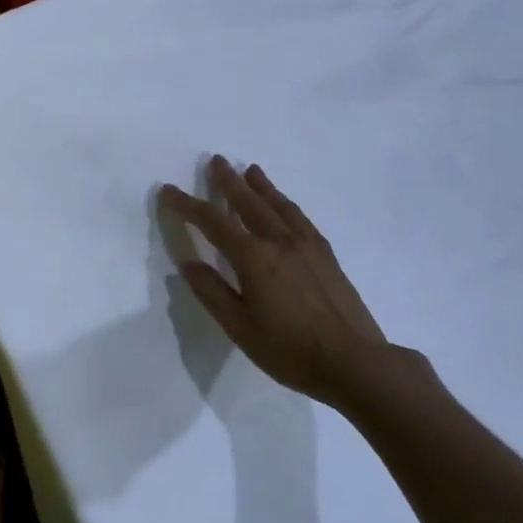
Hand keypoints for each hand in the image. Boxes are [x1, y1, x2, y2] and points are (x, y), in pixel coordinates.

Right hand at [160, 157, 437, 412]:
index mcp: (253, 258)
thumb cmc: (290, 350)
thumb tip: (188, 263)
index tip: (168, 190)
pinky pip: (300, 217)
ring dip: (261, 186)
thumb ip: (212, 292)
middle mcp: (279, 241)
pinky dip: (286, 203)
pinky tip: (284, 205)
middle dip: (228, 181)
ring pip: (278, 205)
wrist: (355, 362)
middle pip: (248, 203)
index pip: (212, 222)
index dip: (187, 205)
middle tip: (216, 160)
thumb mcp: (240, 328)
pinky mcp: (326, 254)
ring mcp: (306, 245)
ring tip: (251, 170)